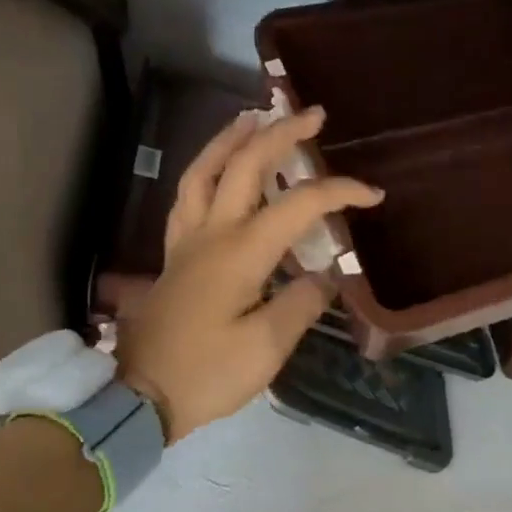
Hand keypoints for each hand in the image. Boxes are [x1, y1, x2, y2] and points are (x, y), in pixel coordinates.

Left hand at [118, 106, 382, 440]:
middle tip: (312, 114)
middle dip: (281, 133)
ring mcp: (187, 241)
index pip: (299, 205)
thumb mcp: (266, 348)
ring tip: (254, 118)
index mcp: (240, 252)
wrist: (138, 397)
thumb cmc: (206, 374)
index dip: (339, 192)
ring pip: (203, 171)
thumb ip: (302, 303)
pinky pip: (188, 196)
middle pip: (244, 165)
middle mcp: (212, 233)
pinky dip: (205, 170)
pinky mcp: (174, 256)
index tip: (373, 195)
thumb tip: (324, 275)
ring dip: (231, 139)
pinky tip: (217, 169)